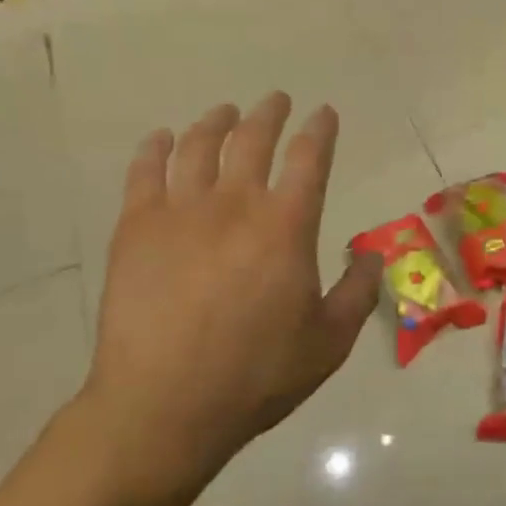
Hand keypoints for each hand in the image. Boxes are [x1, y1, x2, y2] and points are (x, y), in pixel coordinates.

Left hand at [81, 93, 382, 493]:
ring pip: (198, 146)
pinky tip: (161, 139)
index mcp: (286, 226)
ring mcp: (180, 211)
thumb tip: (370, 252)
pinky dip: (155, 148)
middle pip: (253, 139)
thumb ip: (358, 291)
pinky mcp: (136, 227)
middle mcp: (235, 204)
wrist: (165, 405)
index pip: (309, 159)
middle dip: (269, 114)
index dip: (319, 131)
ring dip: (215, 122)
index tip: (323, 114)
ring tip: (224, 112)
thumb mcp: (330, 341)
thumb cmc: (257, 375)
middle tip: (275, 101)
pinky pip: (144, 171)